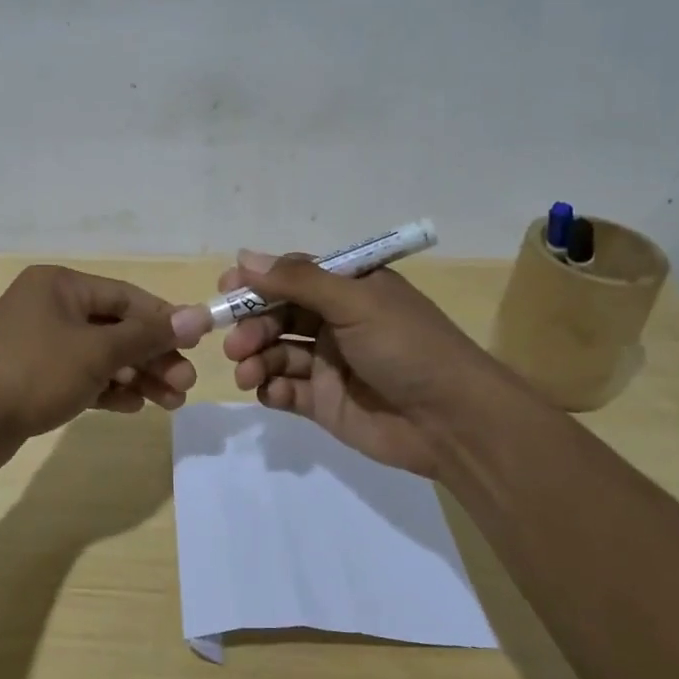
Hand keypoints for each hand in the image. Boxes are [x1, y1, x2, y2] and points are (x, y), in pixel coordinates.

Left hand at [0, 265, 197, 480]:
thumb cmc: (31, 372)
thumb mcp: (96, 351)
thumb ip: (148, 335)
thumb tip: (199, 315)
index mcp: (61, 286)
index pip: (126, 296)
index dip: (164, 319)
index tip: (197, 345)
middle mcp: (50, 308)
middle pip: (116, 327)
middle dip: (153, 355)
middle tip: (185, 385)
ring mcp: (39, 345)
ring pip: (101, 356)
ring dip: (136, 376)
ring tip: (169, 403)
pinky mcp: (33, 379)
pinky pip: (81, 378)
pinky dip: (107, 390)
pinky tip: (133, 407)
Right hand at [177, 251, 498, 478]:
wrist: (452, 421)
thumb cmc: (406, 347)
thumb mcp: (355, 302)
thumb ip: (298, 280)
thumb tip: (244, 256)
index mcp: (349, 290)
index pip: (292, 278)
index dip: (258, 283)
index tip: (226, 291)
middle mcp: (336, 323)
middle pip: (278, 317)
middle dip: (253, 327)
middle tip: (236, 344)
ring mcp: (329, 365)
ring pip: (276, 354)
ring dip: (256, 359)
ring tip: (248, 372)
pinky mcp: (324, 404)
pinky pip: (285, 390)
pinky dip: (271, 389)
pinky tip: (270, 392)